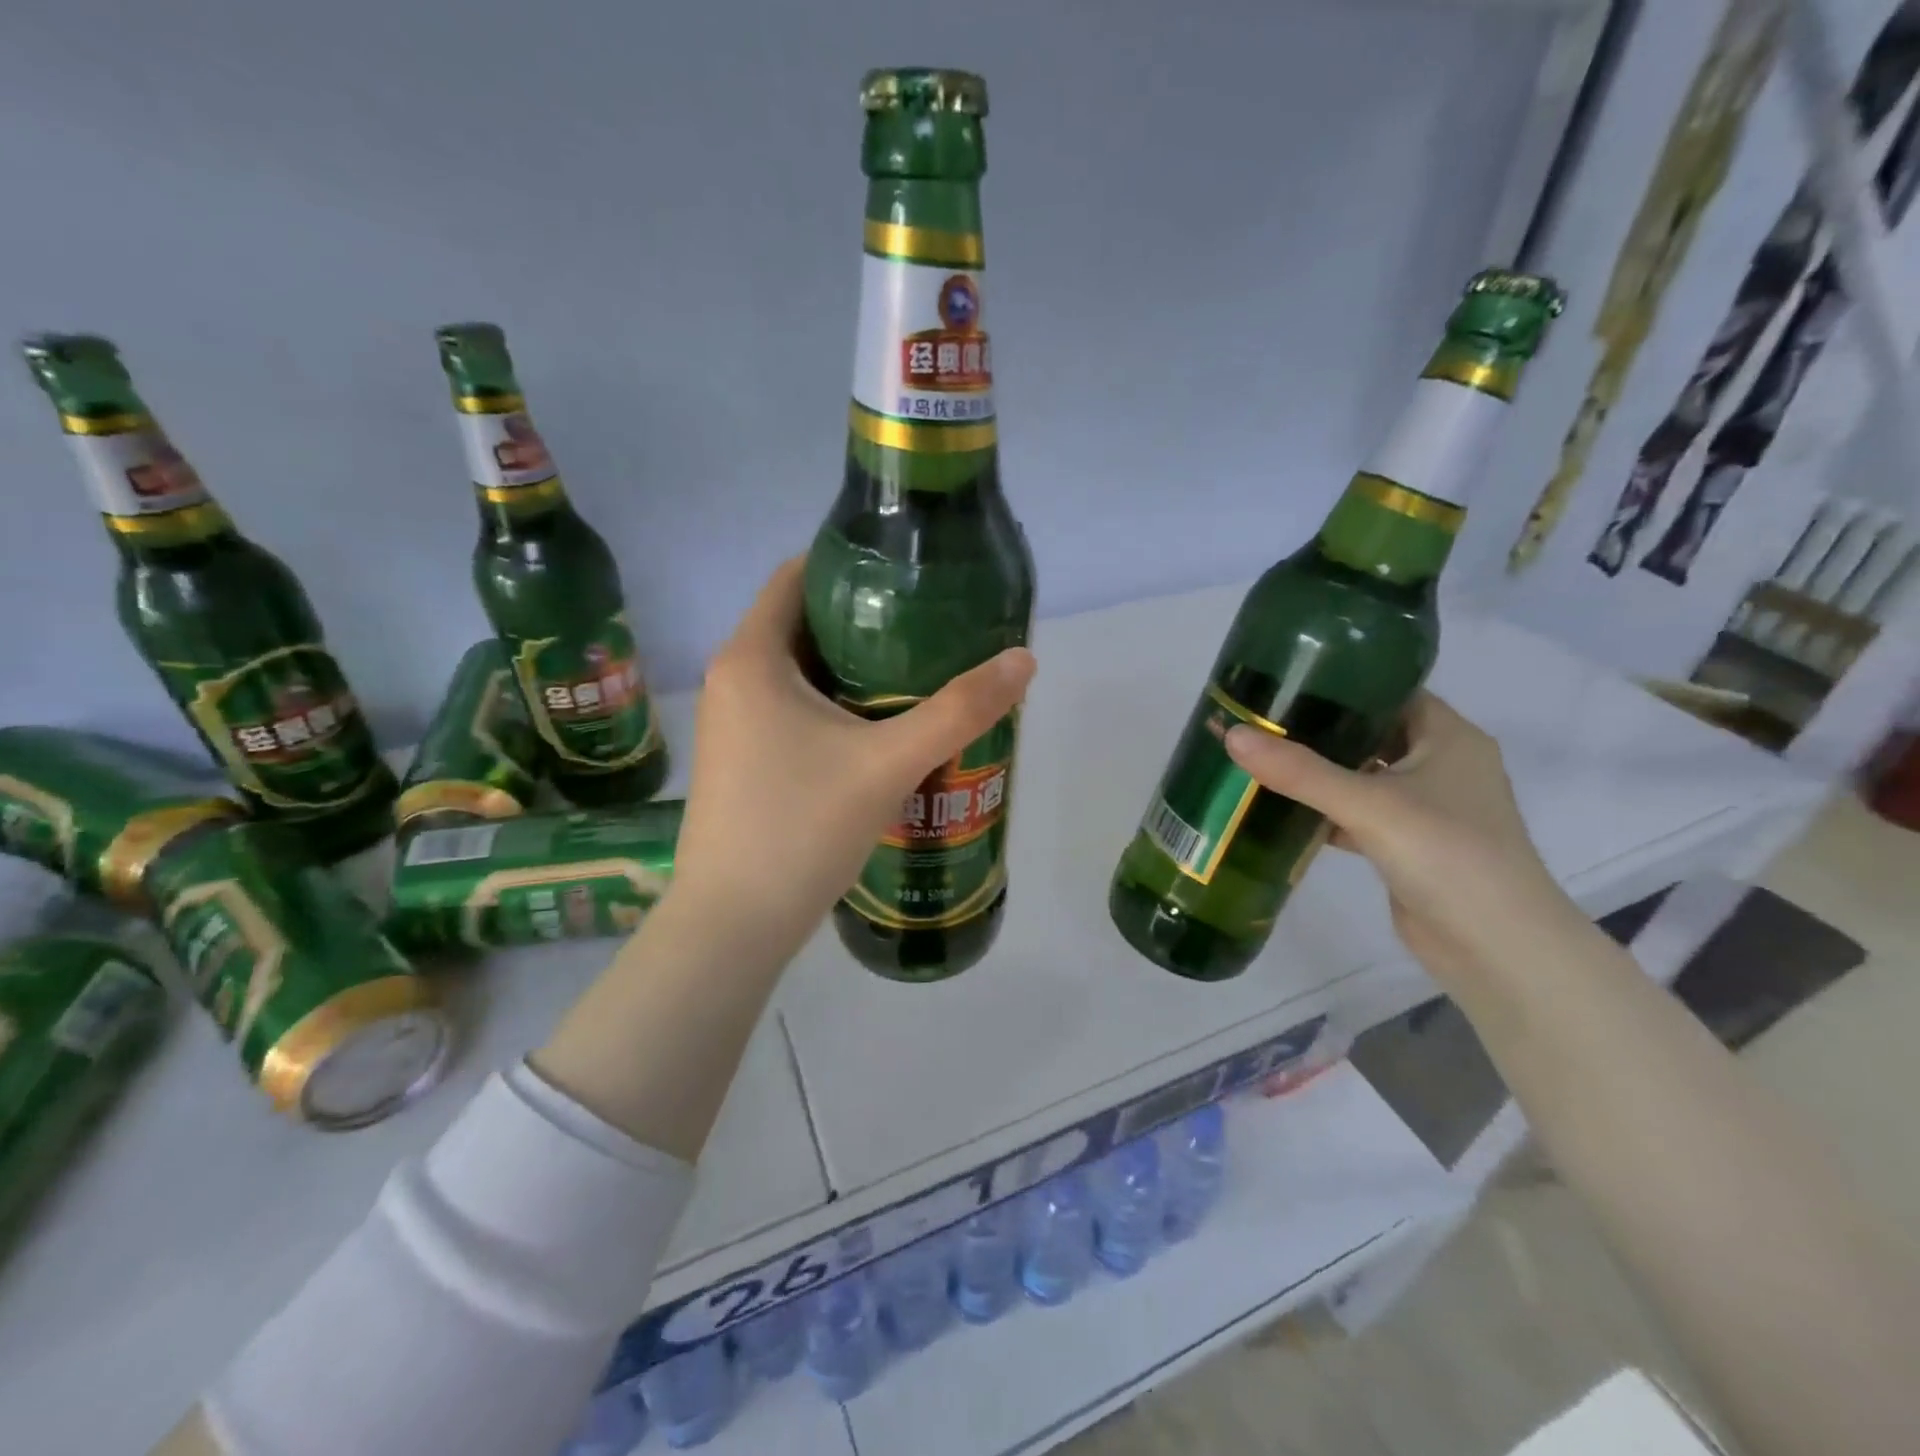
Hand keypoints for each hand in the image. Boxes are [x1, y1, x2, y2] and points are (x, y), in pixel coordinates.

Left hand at [669, 557, 1036, 967]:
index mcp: (752, 656)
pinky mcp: (741, 760)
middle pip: (804, 624)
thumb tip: (1024, 660)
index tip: (910, 575)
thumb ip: (959, 710)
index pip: (798, 576)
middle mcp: (733, 679)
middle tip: (930, 627)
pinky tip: (881, 729)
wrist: (733, 924)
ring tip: (918, 673)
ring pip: (800, 672)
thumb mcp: (890, 763)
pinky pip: (792, 709)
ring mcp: (732, 723)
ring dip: (854, 669)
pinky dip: (835, 706)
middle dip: (866, 621)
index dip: (852, 564)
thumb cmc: (802, 827)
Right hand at [1224, 692, 1579, 987]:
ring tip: (1261, 757)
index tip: (1285, 680)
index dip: (1341, 682)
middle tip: (1261, 719)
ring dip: (1318, 773)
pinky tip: (1282, 810)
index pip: (1390, 691)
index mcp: (1449, 737)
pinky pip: (1358, 815)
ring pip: (1362, 776)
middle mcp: (1442, 764)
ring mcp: (1426, 808)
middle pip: (1371, 733)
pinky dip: (1324, 812)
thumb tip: (1232, 735)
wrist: (1496, 947)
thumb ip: (1299, 771)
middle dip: (1319, 729)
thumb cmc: (1446, 854)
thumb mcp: (1368, 804)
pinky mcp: (1408, 845)